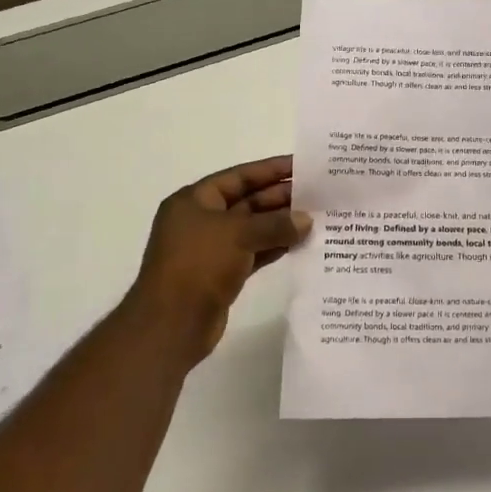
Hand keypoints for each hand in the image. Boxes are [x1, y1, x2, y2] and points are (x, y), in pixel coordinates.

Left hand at [126, 155, 310, 364]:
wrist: (170, 325)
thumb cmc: (198, 266)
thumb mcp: (238, 235)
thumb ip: (275, 224)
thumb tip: (306, 220)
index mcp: (195, 200)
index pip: (239, 176)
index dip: (271, 169)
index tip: (303, 166)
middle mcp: (202, 220)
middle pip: (248, 201)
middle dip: (282, 198)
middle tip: (319, 195)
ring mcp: (212, 248)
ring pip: (254, 228)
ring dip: (283, 224)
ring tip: (318, 218)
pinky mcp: (222, 274)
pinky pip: (255, 252)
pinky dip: (276, 247)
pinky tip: (302, 243)